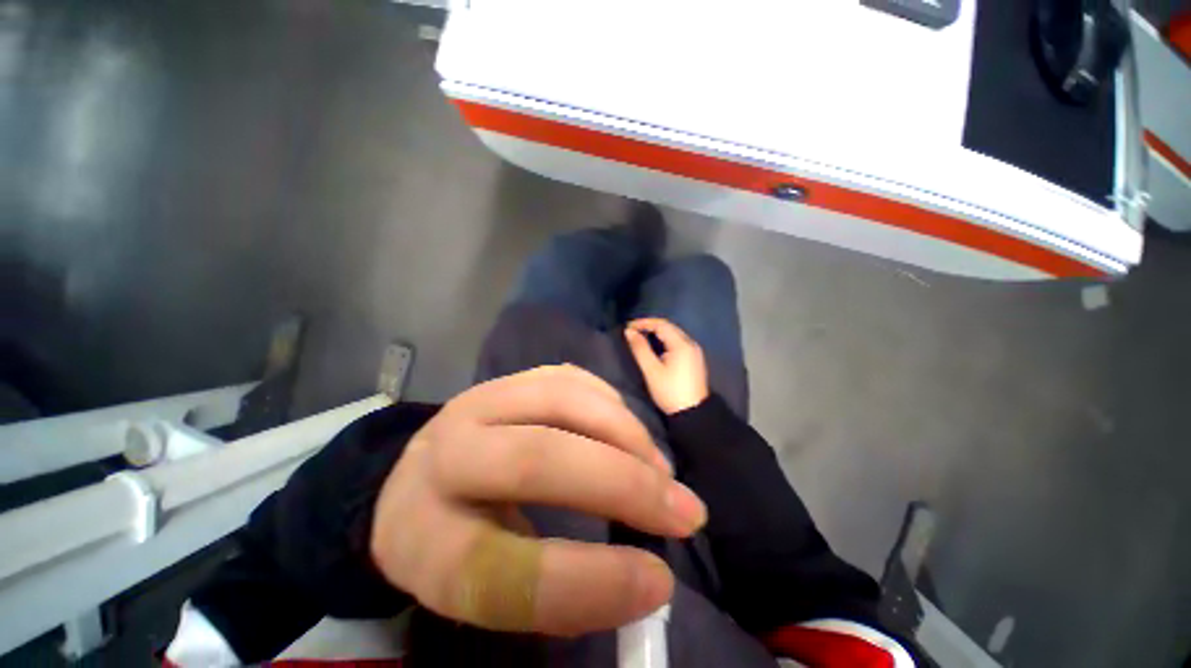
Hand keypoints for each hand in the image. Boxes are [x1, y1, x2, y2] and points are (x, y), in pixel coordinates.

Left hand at [369, 365, 706, 636]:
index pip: (501, 570)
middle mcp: (444, 457)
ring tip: (660, 469)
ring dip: (625, 434)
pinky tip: (628, 431)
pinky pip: (569, 378)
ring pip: (561, 401)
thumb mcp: (488, 585)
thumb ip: (557, 589)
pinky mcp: (507, 378)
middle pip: (536, 459)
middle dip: (622, 484)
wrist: (417, 476)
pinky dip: (610, 404)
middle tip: (685, 512)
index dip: (588, 582)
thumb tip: (646, 575)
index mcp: (423, 539)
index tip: (658, 581)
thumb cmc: (455, 538)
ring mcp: (478, 402)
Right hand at [625, 318, 709, 414]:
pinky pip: (679, 342)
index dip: (644, 323)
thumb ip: (640, 349)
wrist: (693, 413)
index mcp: (682, 344)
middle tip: (633, 331)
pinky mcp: (694, 360)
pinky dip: (666, 340)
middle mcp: (691, 344)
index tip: (628, 327)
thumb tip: (629, 331)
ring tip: (642, 337)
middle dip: (651, 326)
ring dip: (658, 333)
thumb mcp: (651, 370)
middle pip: (669, 327)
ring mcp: (695, 352)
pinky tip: (657, 347)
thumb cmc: (669, 391)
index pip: (661, 325)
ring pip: (674, 334)